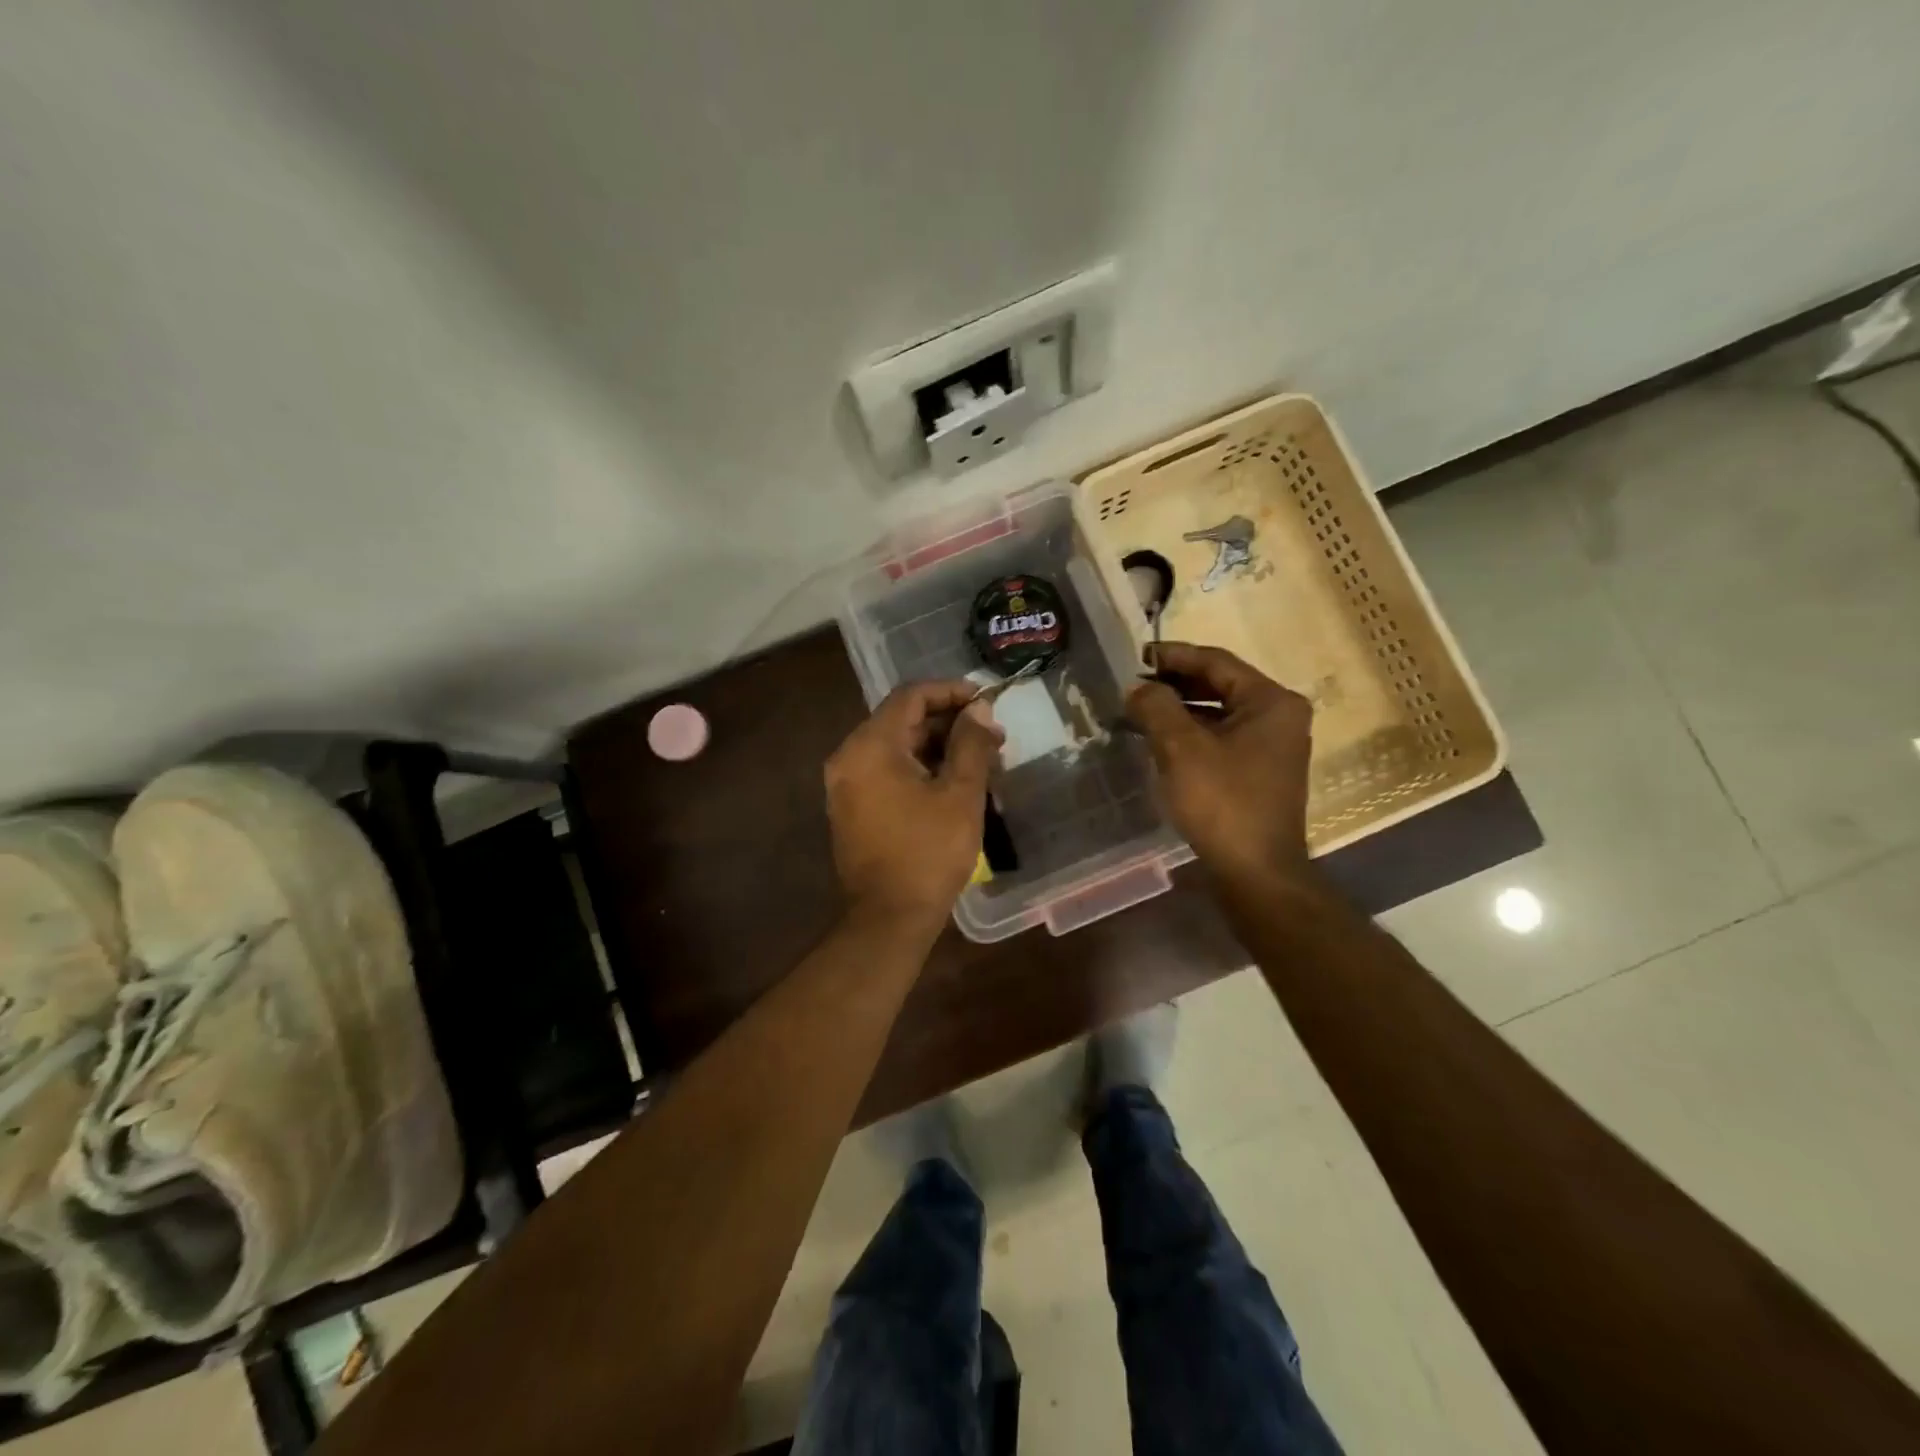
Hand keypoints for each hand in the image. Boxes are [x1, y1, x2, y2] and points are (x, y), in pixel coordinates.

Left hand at [824, 681, 1004, 935]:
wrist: (889, 918)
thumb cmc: (928, 853)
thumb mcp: (960, 794)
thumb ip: (971, 743)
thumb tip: (980, 710)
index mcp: (871, 746)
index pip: (911, 696)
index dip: (951, 691)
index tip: (986, 700)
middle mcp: (849, 757)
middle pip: (902, 720)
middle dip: (949, 723)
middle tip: (992, 735)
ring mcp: (846, 785)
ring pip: (896, 747)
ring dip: (937, 747)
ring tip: (981, 760)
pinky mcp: (852, 808)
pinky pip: (887, 772)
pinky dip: (919, 768)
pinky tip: (954, 782)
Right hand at [1126, 643, 1315, 884]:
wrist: (1256, 872)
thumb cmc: (1223, 802)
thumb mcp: (1181, 748)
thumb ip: (1156, 707)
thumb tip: (1138, 689)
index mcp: (1271, 701)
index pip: (1216, 662)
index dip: (1174, 656)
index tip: (1137, 656)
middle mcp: (1279, 717)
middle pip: (1220, 685)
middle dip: (1175, 684)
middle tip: (1135, 684)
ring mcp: (1273, 746)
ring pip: (1219, 713)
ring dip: (1180, 710)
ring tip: (1140, 711)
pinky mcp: (1260, 772)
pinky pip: (1222, 738)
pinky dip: (1192, 734)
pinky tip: (1161, 741)